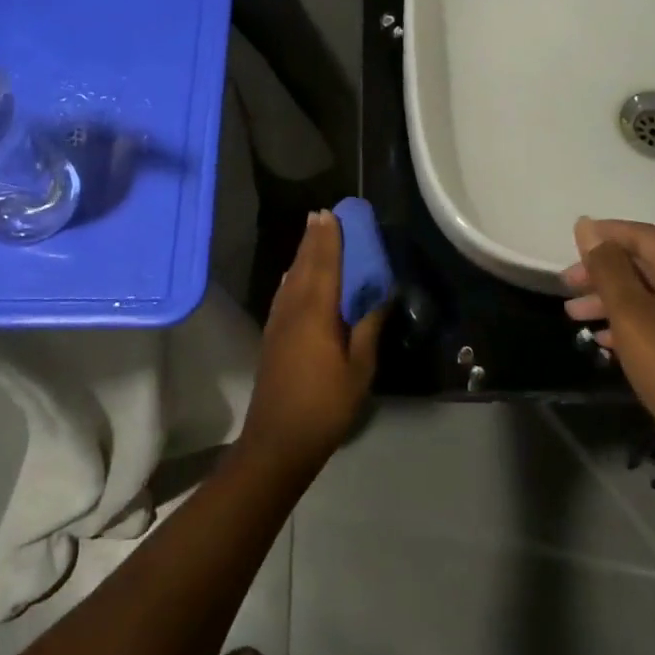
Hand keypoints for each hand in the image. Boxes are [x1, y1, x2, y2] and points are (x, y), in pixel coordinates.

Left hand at [240, 210, 384, 478]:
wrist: (278, 440)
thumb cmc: (325, 405)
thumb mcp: (359, 369)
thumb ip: (368, 327)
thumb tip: (381, 294)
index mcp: (315, 312)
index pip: (323, 265)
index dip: (328, 239)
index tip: (332, 214)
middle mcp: (292, 308)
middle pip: (303, 265)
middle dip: (313, 240)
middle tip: (321, 215)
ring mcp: (278, 322)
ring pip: (291, 278)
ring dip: (302, 255)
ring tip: (311, 236)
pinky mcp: (273, 336)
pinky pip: (284, 292)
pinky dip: (293, 276)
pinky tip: (295, 276)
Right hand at [563, 217, 654, 468]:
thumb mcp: (632, 314)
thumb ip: (607, 269)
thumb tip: (587, 227)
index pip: (644, 236)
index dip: (607, 233)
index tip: (572, 241)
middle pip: (643, 265)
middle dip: (601, 271)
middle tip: (567, 285)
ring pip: (644, 295)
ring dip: (607, 299)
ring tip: (573, 315)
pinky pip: (653, 321)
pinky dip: (624, 323)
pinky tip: (601, 338)